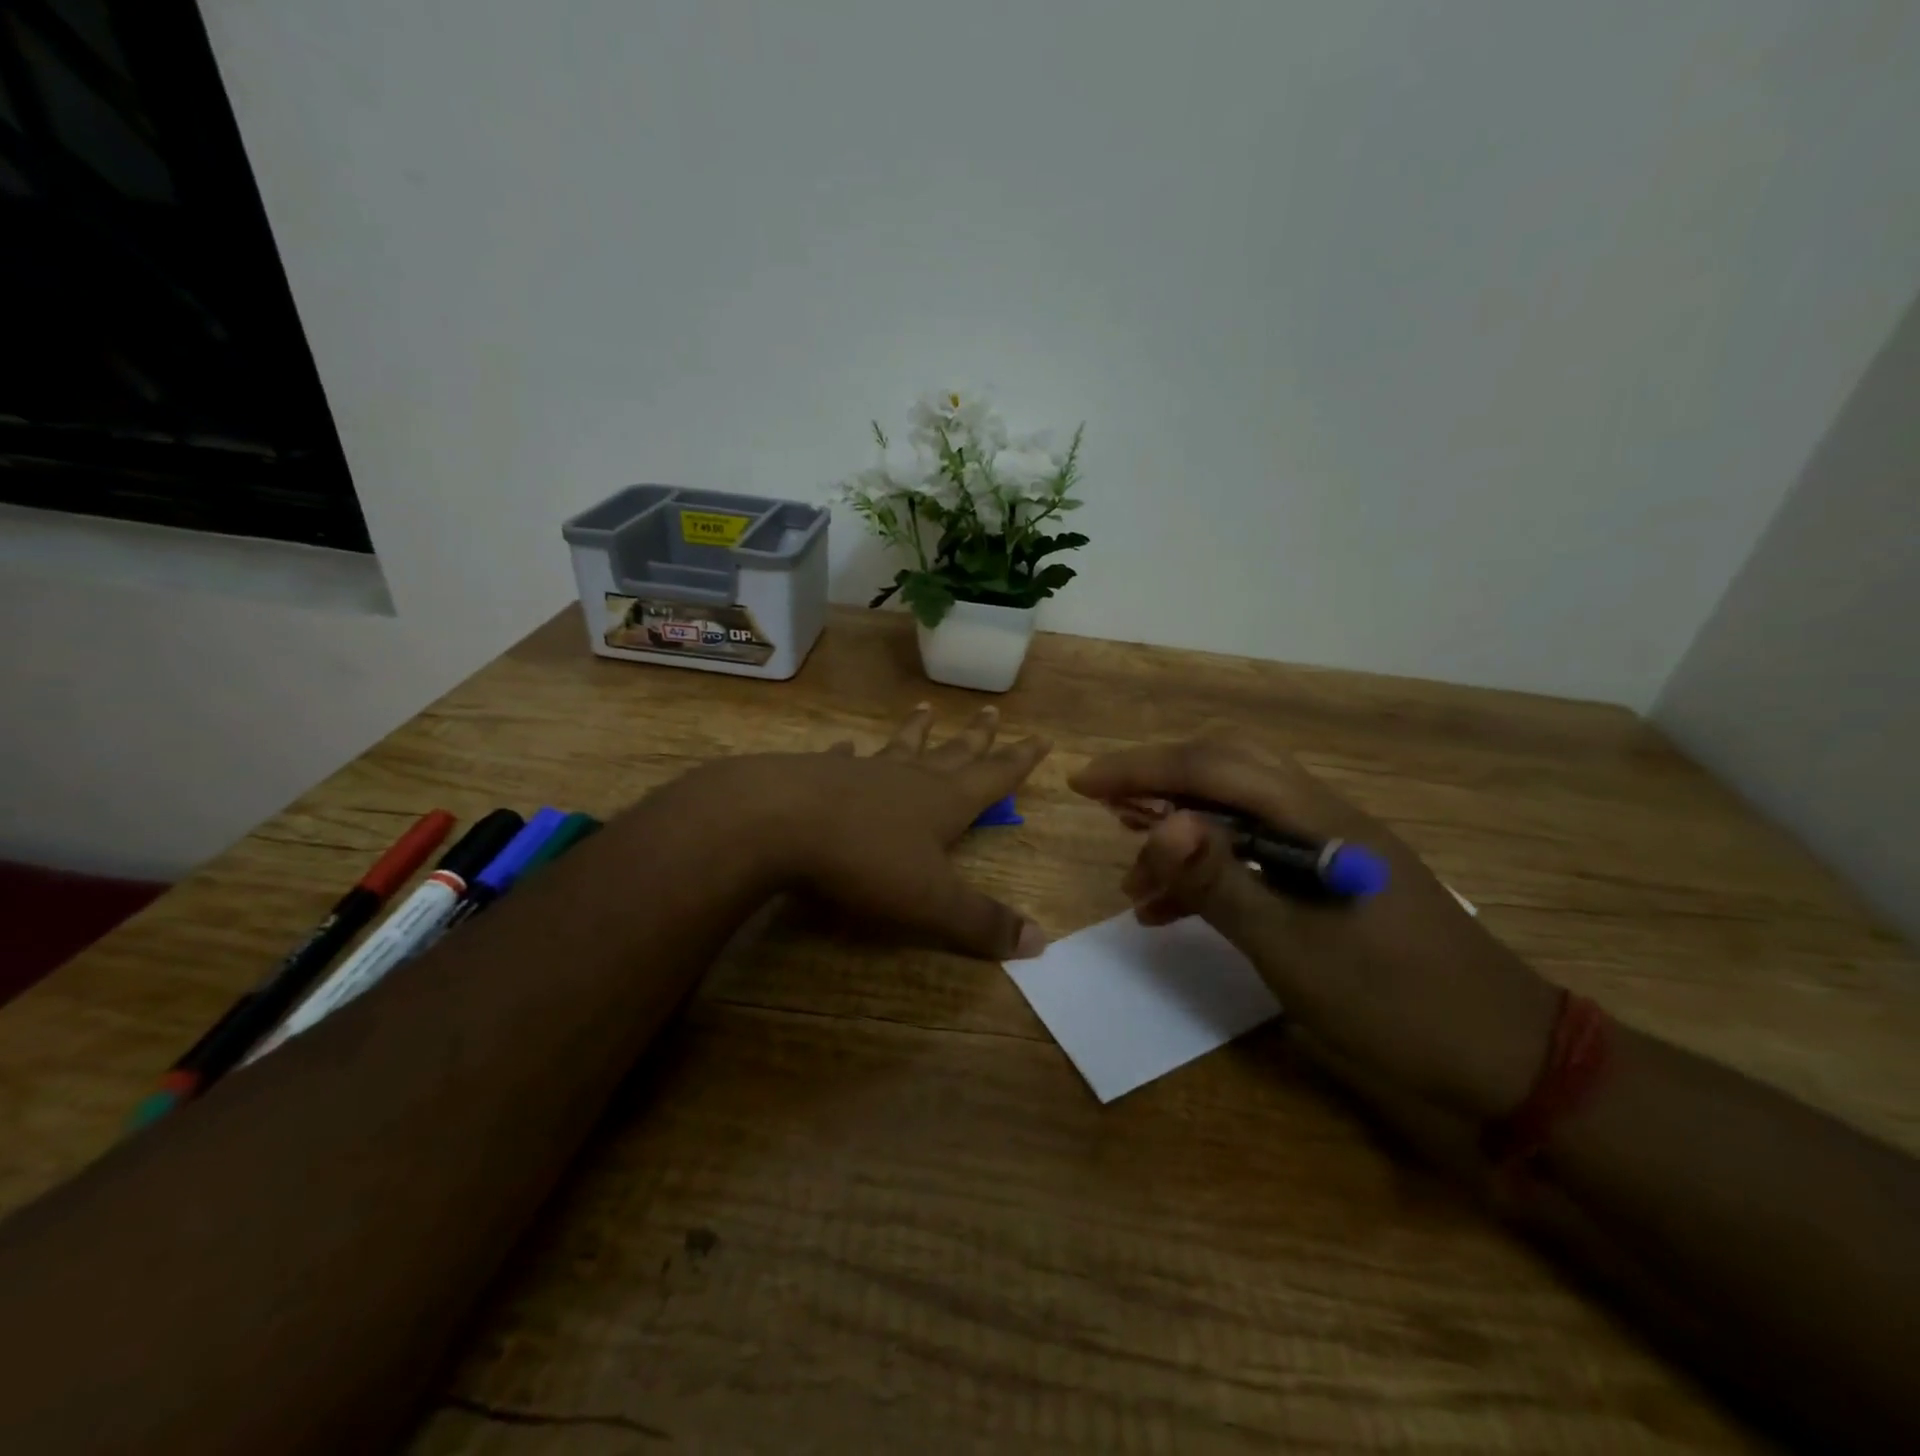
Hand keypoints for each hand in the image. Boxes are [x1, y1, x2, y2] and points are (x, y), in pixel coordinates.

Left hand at [681, 704, 1051, 961]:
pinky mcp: (819, 775)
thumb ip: (982, 922)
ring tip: (926, 710)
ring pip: (900, 748)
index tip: (1042, 736)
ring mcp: (863, 772)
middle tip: (992, 711)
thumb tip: (1040, 943)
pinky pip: (842, 760)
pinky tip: (843, 745)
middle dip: (977, 737)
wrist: (778, 822)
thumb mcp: (931, 902)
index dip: (1020, 760)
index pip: (994, 777)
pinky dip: (847, 753)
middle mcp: (909, 779)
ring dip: (916, 732)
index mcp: (944, 802)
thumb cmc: (864, 860)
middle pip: (952, 753)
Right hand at [1069, 738, 1559, 1118]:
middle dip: (1158, 783)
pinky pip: (1253, 853)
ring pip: (1237, 811)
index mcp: (1317, 820)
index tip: (1082, 784)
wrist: (1506, 1058)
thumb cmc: (1399, 1005)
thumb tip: (1160, 821)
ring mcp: (1328, 846)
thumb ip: (1222, 883)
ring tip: (1133, 879)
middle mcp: (1322, 816)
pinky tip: (1171, 910)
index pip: (1213, 768)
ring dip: (1180, 832)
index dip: (1141, 768)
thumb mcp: (1295, 951)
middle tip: (1107, 811)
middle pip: (1225, 770)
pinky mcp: (1330, 878)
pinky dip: (1208, 870)